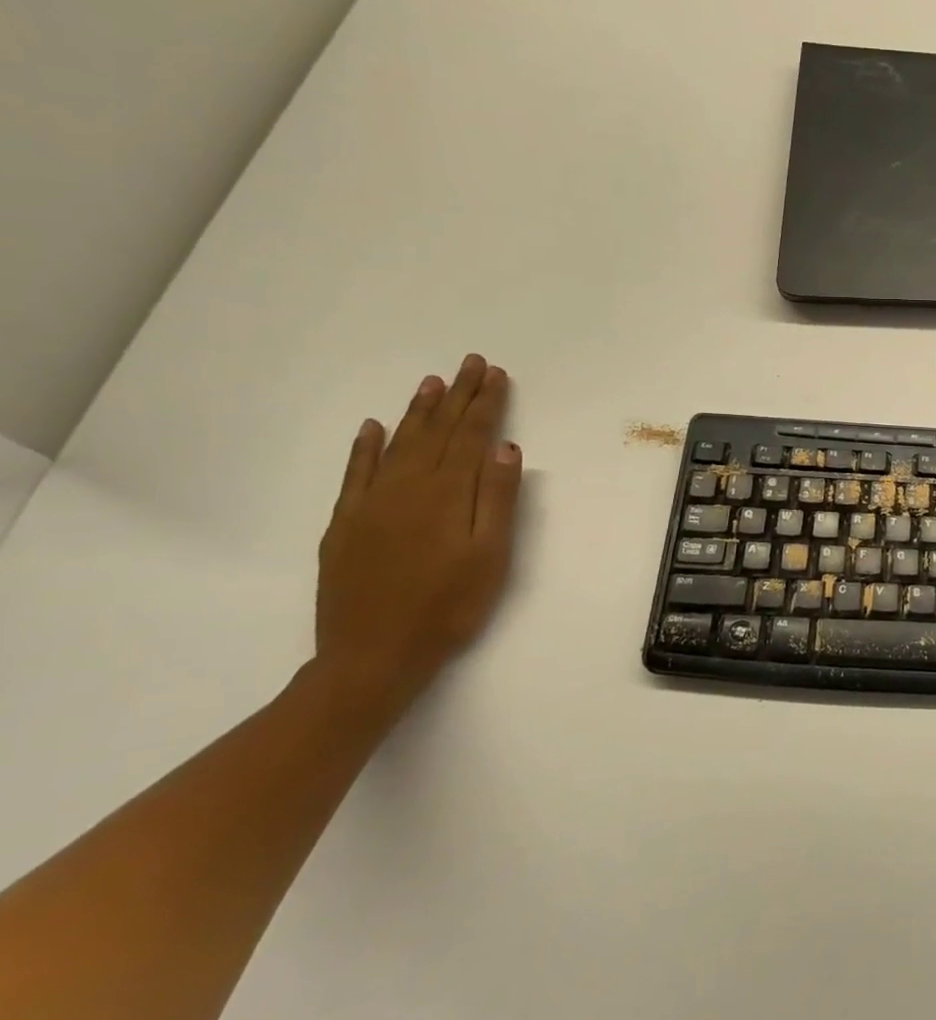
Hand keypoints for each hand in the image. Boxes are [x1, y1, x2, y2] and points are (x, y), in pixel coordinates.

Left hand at [316, 354, 522, 705]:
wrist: (372, 656)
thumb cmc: (448, 607)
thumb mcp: (491, 556)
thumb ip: (498, 499)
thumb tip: (505, 448)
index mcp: (448, 494)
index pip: (471, 436)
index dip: (486, 404)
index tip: (497, 375)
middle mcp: (407, 488)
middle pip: (436, 432)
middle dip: (457, 396)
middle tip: (471, 363)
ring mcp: (370, 504)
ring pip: (398, 444)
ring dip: (417, 411)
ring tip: (432, 382)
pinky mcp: (345, 524)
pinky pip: (356, 473)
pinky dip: (365, 447)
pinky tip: (373, 427)